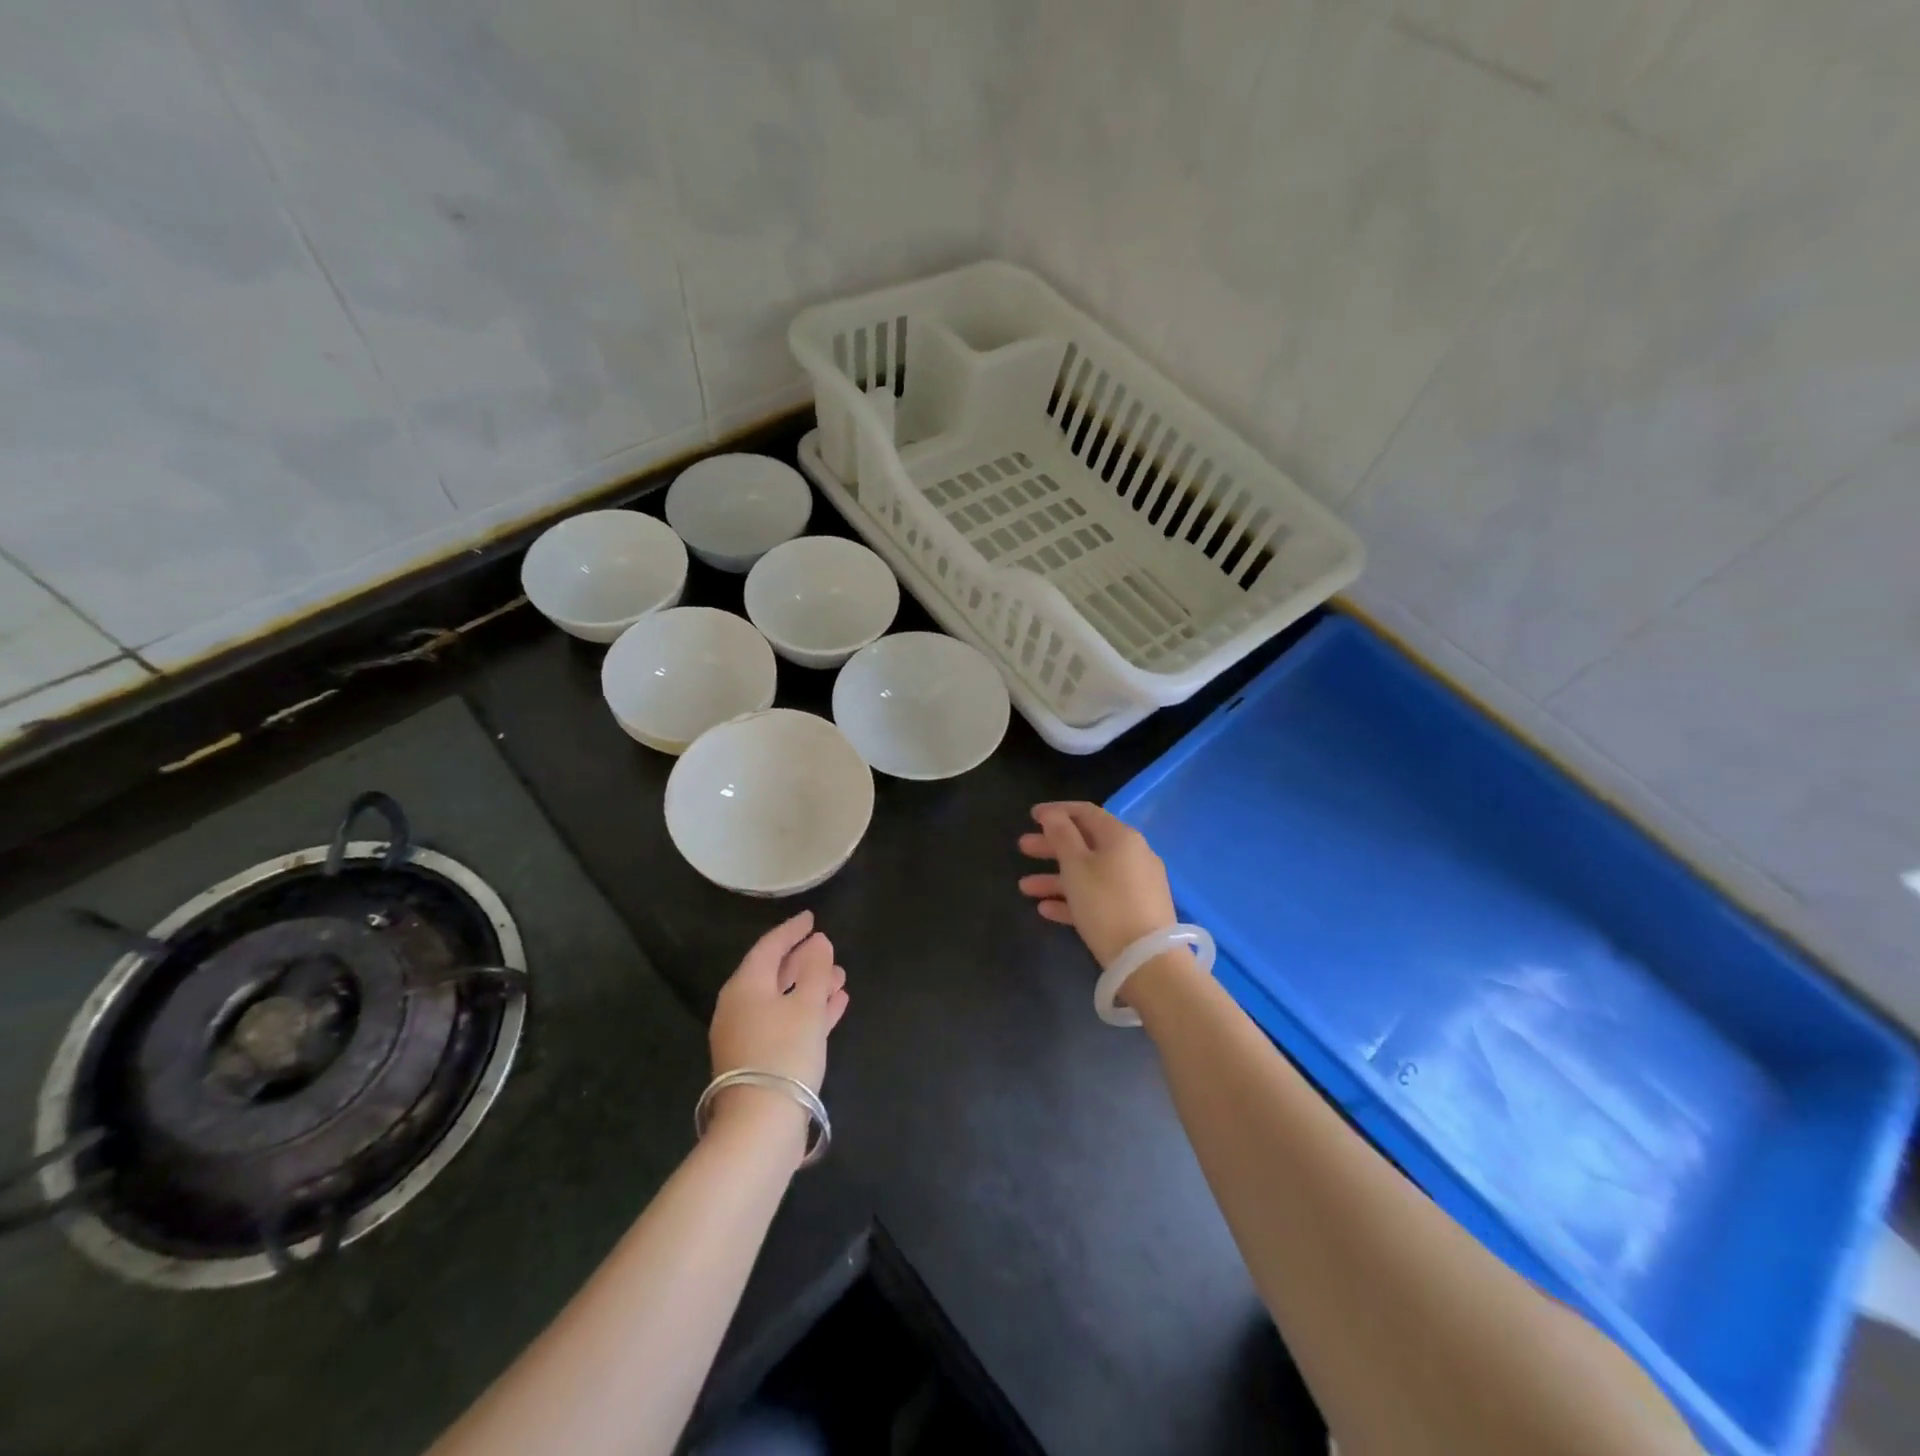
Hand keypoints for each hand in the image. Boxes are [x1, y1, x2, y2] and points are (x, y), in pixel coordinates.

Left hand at [709, 911, 848, 1097]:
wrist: (760, 1124)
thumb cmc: (785, 1052)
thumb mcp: (808, 1006)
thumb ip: (816, 970)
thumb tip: (818, 941)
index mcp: (745, 986)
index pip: (769, 947)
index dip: (792, 930)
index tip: (811, 918)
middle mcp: (739, 1006)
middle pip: (773, 973)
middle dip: (804, 961)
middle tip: (829, 949)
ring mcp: (746, 1035)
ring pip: (782, 1000)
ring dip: (810, 987)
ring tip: (840, 978)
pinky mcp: (757, 1059)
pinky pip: (784, 1023)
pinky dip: (807, 1012)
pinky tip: (835, 1008)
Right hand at [1017, 802, 1176, 966]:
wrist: (1147, 961)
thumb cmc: (1106, 904)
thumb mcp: (1076, 866)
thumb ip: (1062, 836)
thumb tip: (1052, 814)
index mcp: (1120, 837)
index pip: (1086, 812)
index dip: (1057, 811)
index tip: (1031, 816)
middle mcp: (1132, 855)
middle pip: (1086, 843)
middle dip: (1052, 846)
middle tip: (1022, 848)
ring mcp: (1135, 884)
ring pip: (1089, 873)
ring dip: (1056, 877)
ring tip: (1024, 887)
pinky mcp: (1134, 912)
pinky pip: (1098, 897)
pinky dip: (1073, 899)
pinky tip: (1046, 910)